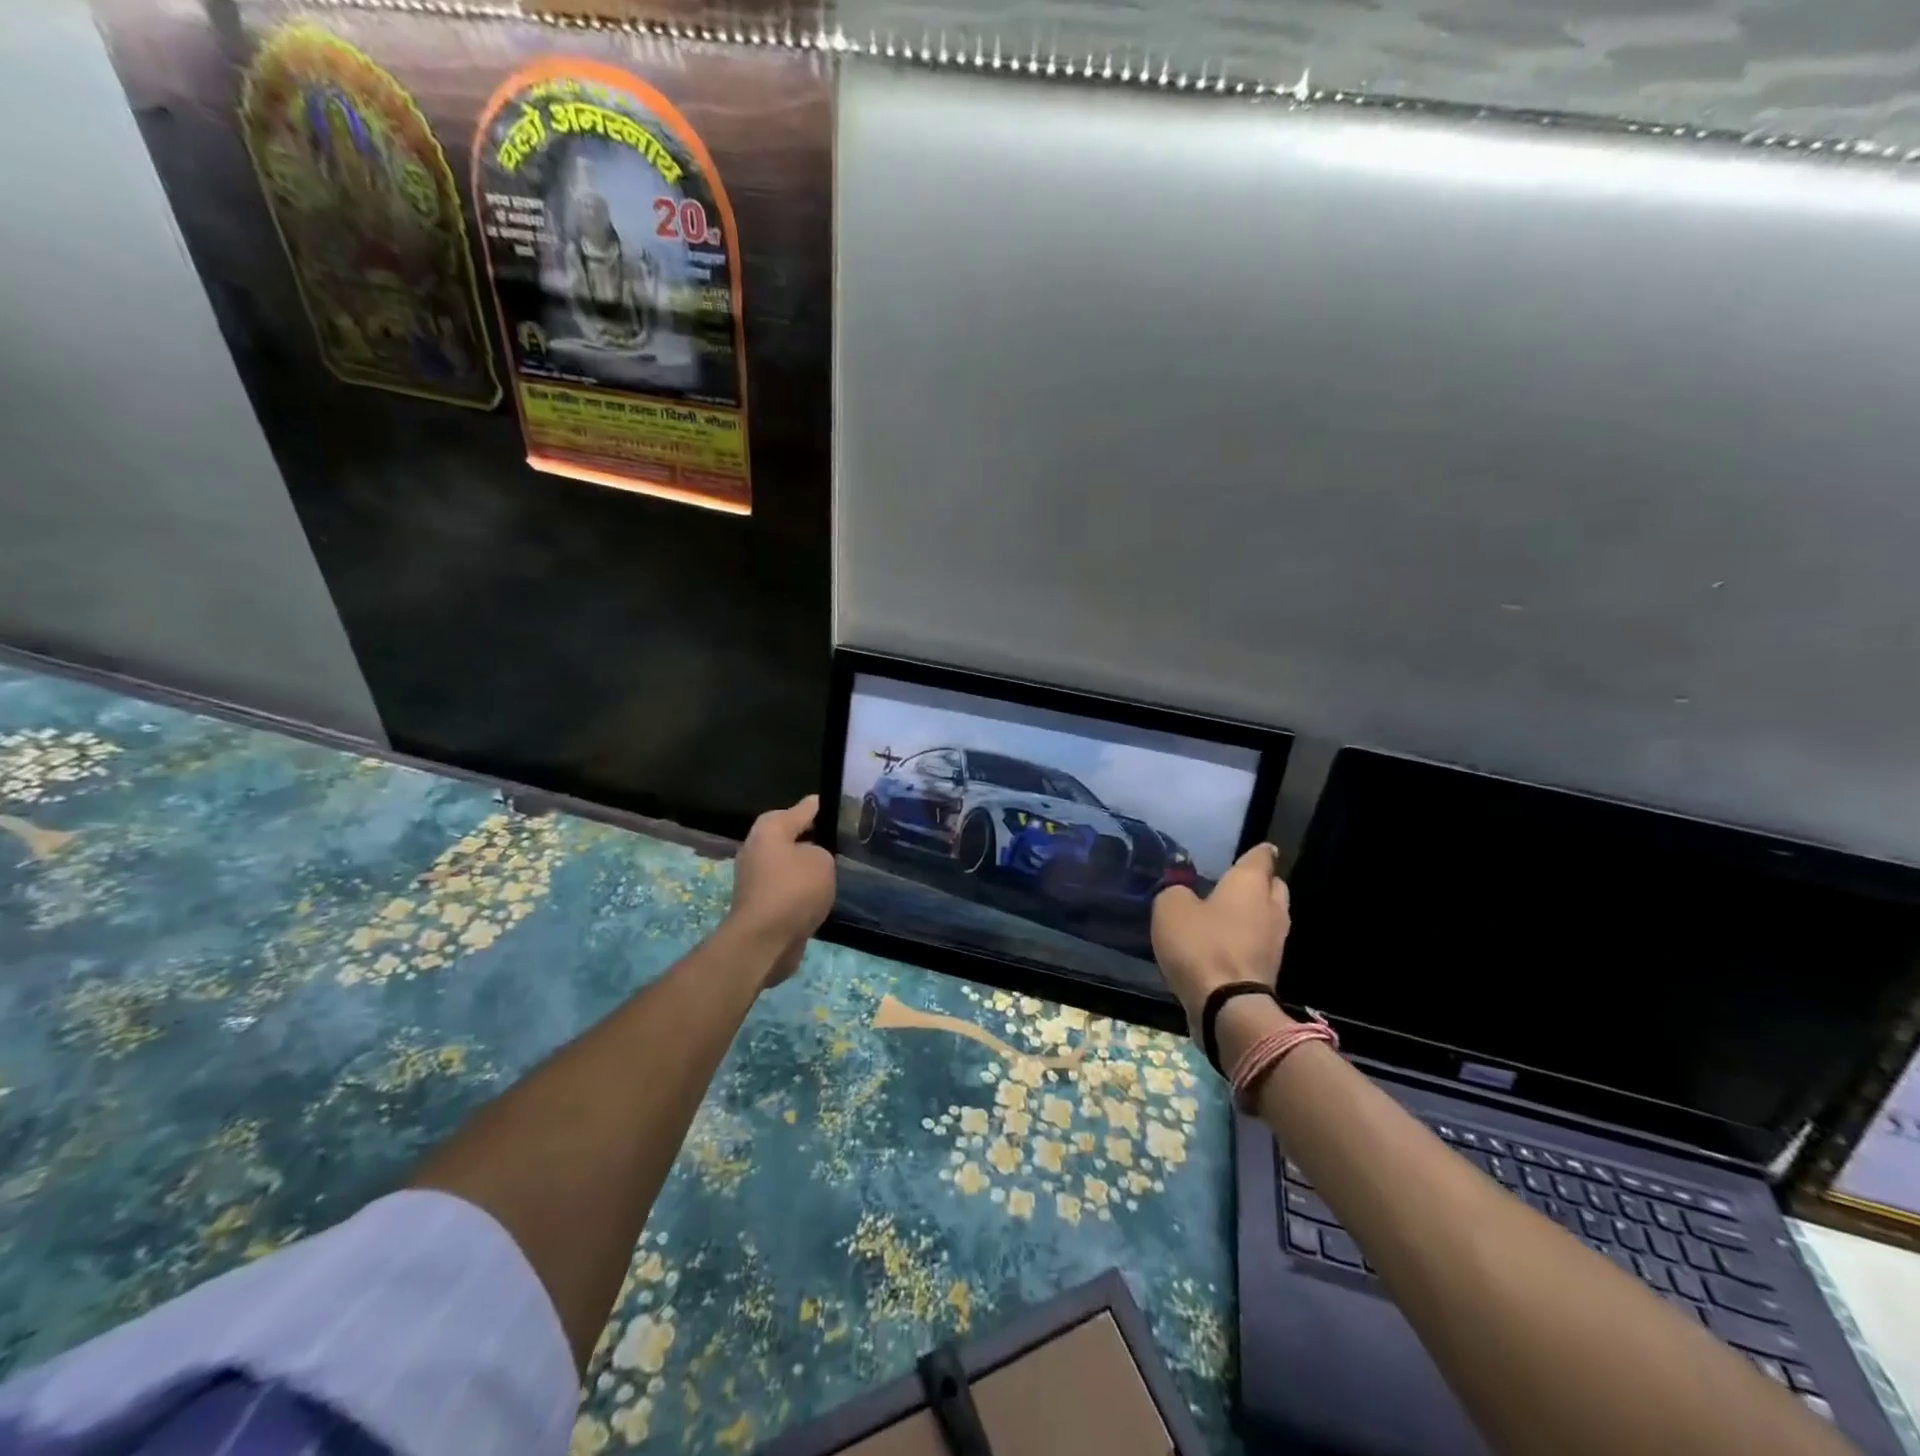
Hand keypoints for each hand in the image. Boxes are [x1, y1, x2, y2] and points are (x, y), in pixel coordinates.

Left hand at [727, 795, 836, 987]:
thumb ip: (821, 851)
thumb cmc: (793, 890)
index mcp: (769, 830)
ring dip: (804, 866)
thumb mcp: (821, 860)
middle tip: (835, 837)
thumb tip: (810, 858)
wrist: (765, 940)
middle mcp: (757, 849)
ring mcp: (755, 878)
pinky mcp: (760, 904)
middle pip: (788, 836)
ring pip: (787, 864)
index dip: (815, 807)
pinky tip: (819, 893)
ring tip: (832, 866)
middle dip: (809, 837)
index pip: (799, 810)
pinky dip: (800, 889)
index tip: (828, 803)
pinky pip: (786, 888)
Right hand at [1151, 843, 1290, 1038]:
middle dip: (1258, 883)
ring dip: (1252, 915)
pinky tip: (1223, 944)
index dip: (1257, 852)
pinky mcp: (1269, 970)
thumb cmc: (1201, 945)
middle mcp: (1271, 907)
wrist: (1227, 1007)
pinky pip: (1259, 944)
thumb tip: (1184, 895)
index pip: (1261, 857)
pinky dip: (1246, 941)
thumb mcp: (1170, 908)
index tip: (1254, 850)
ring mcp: (1275, 942)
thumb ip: (1176, 892)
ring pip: (1268, 916)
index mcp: (1250, 884)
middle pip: (1273, 886)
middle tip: (1234, 884)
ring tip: (1224, 915)